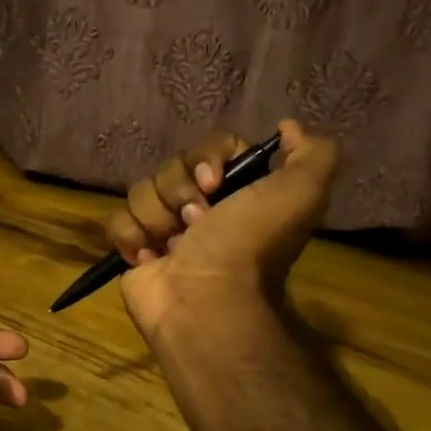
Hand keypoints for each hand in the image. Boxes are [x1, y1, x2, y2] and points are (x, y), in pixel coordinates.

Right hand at [107, 120, 337, 341]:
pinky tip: (150, 258)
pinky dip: (131, 237)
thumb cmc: (247, 246)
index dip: (207, 158)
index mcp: (239, 191)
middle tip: (196, 223)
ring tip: (173, 247)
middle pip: (172, 167)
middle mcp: (203, 207)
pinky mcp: (135, 249)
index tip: (214, 183)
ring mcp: (165, 228)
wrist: (205, 302)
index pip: (210, 146)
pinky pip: (118, 220)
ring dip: (156, 217)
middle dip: (179, 191)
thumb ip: (311, 153)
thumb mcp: (301, 193)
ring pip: (141, 191)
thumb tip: (288, 127)